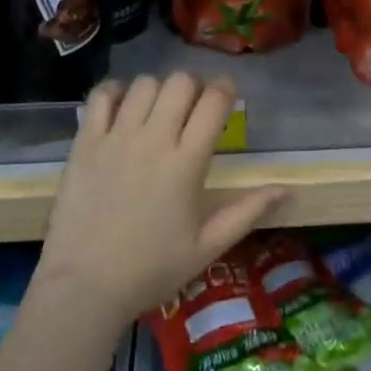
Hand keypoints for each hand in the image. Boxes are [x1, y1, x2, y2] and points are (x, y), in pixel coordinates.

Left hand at [34, 73, 288, 325]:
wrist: (84, 287)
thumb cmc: (151, 270)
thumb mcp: (207, 247)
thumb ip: (247, 212)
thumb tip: (286, 189)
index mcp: (186, 163)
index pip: (213, 102)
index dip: (225, 89)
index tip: (227, 94)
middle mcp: (153, 140)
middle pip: (180, 83)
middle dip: (194, 86)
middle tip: (192, 106)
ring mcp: (116, 138)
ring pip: (144, 84)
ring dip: (158, 89)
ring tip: (158, 110)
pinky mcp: (86, 142)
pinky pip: (102, 96)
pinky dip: (116, 92)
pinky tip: (123, 108)